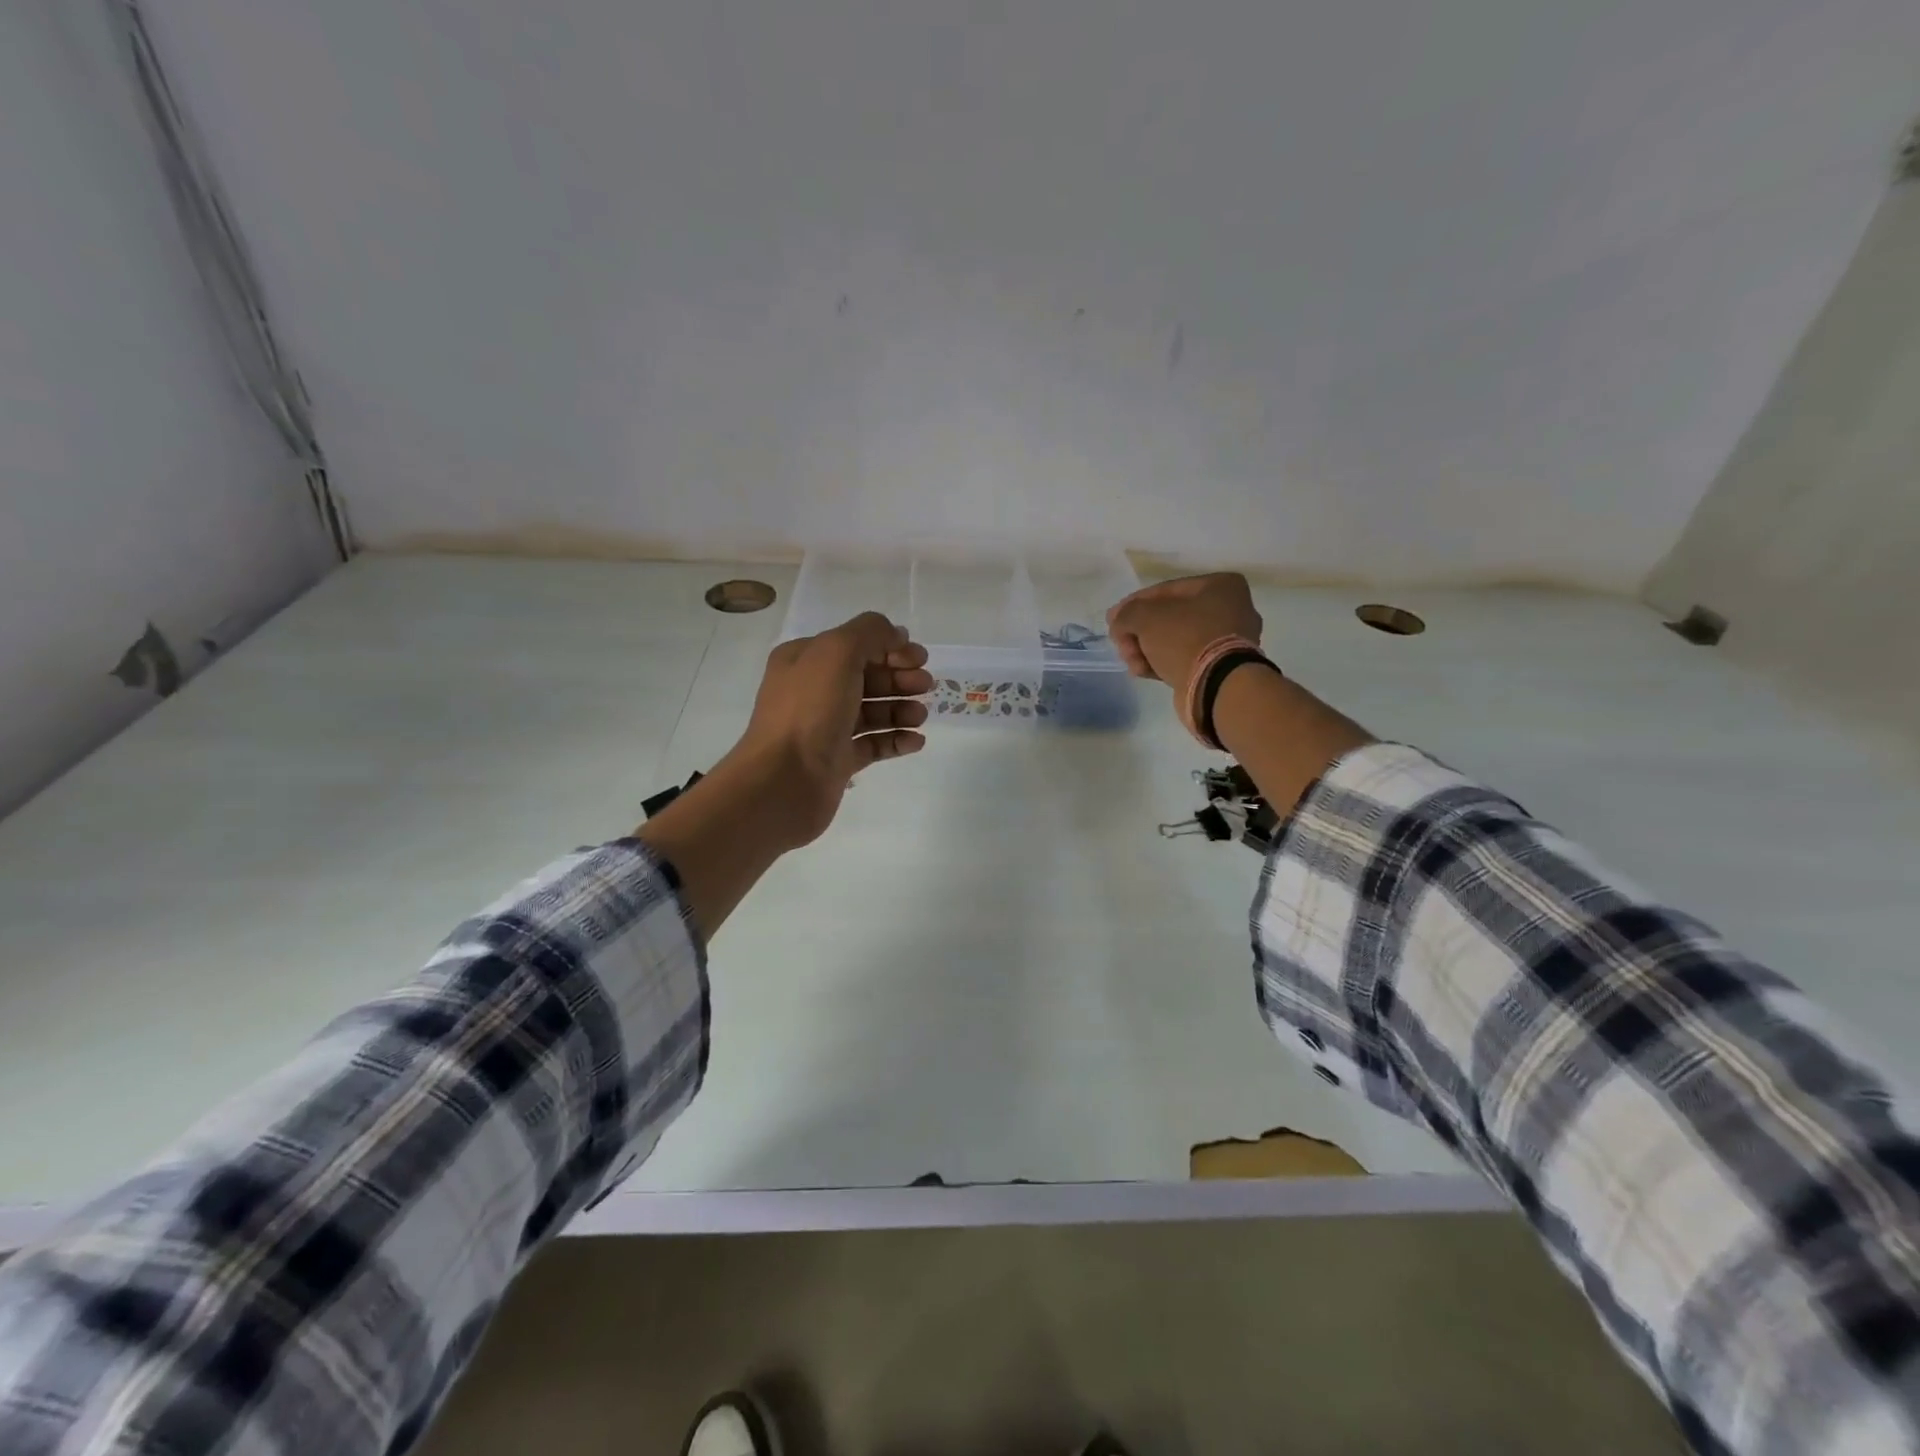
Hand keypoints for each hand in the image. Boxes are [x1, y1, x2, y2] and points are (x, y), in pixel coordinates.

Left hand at [725, 611, 931, 848]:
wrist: (784, 780)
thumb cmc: (809, 709)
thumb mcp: (838, 652)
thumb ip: (870, 633)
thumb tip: (896, 635)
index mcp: (805, 660)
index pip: (854, 645)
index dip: (889, 648)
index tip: (919, 658)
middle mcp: (813, 691)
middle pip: (866, 678)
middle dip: (898, 679)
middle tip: (925, 685)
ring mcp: (825, 728)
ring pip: (871, 712)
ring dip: (900, 710)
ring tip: (920, 716)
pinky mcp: (837, 760)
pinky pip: (873, 744)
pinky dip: (896, 740)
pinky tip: (916, 741)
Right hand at [1107, 573, 1263, 692]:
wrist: (1216, 687)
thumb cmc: (1185, 639)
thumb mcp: (1146, 617)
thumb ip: (1127, 613)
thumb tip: (1118, 620)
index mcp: (1220, 586)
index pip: (1165, 590)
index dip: (1133, 604)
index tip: (1113, 620)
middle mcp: (1230, 609)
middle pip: (1168, 617)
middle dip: (1139, 633)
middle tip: (1121, 645)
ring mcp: (1227, 641)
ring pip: (1174, 640)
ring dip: (1146, 650)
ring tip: (1132, 664)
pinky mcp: (1220, 668)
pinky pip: (1184, 659)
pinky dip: (1161, 663)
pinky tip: (1142, 672)